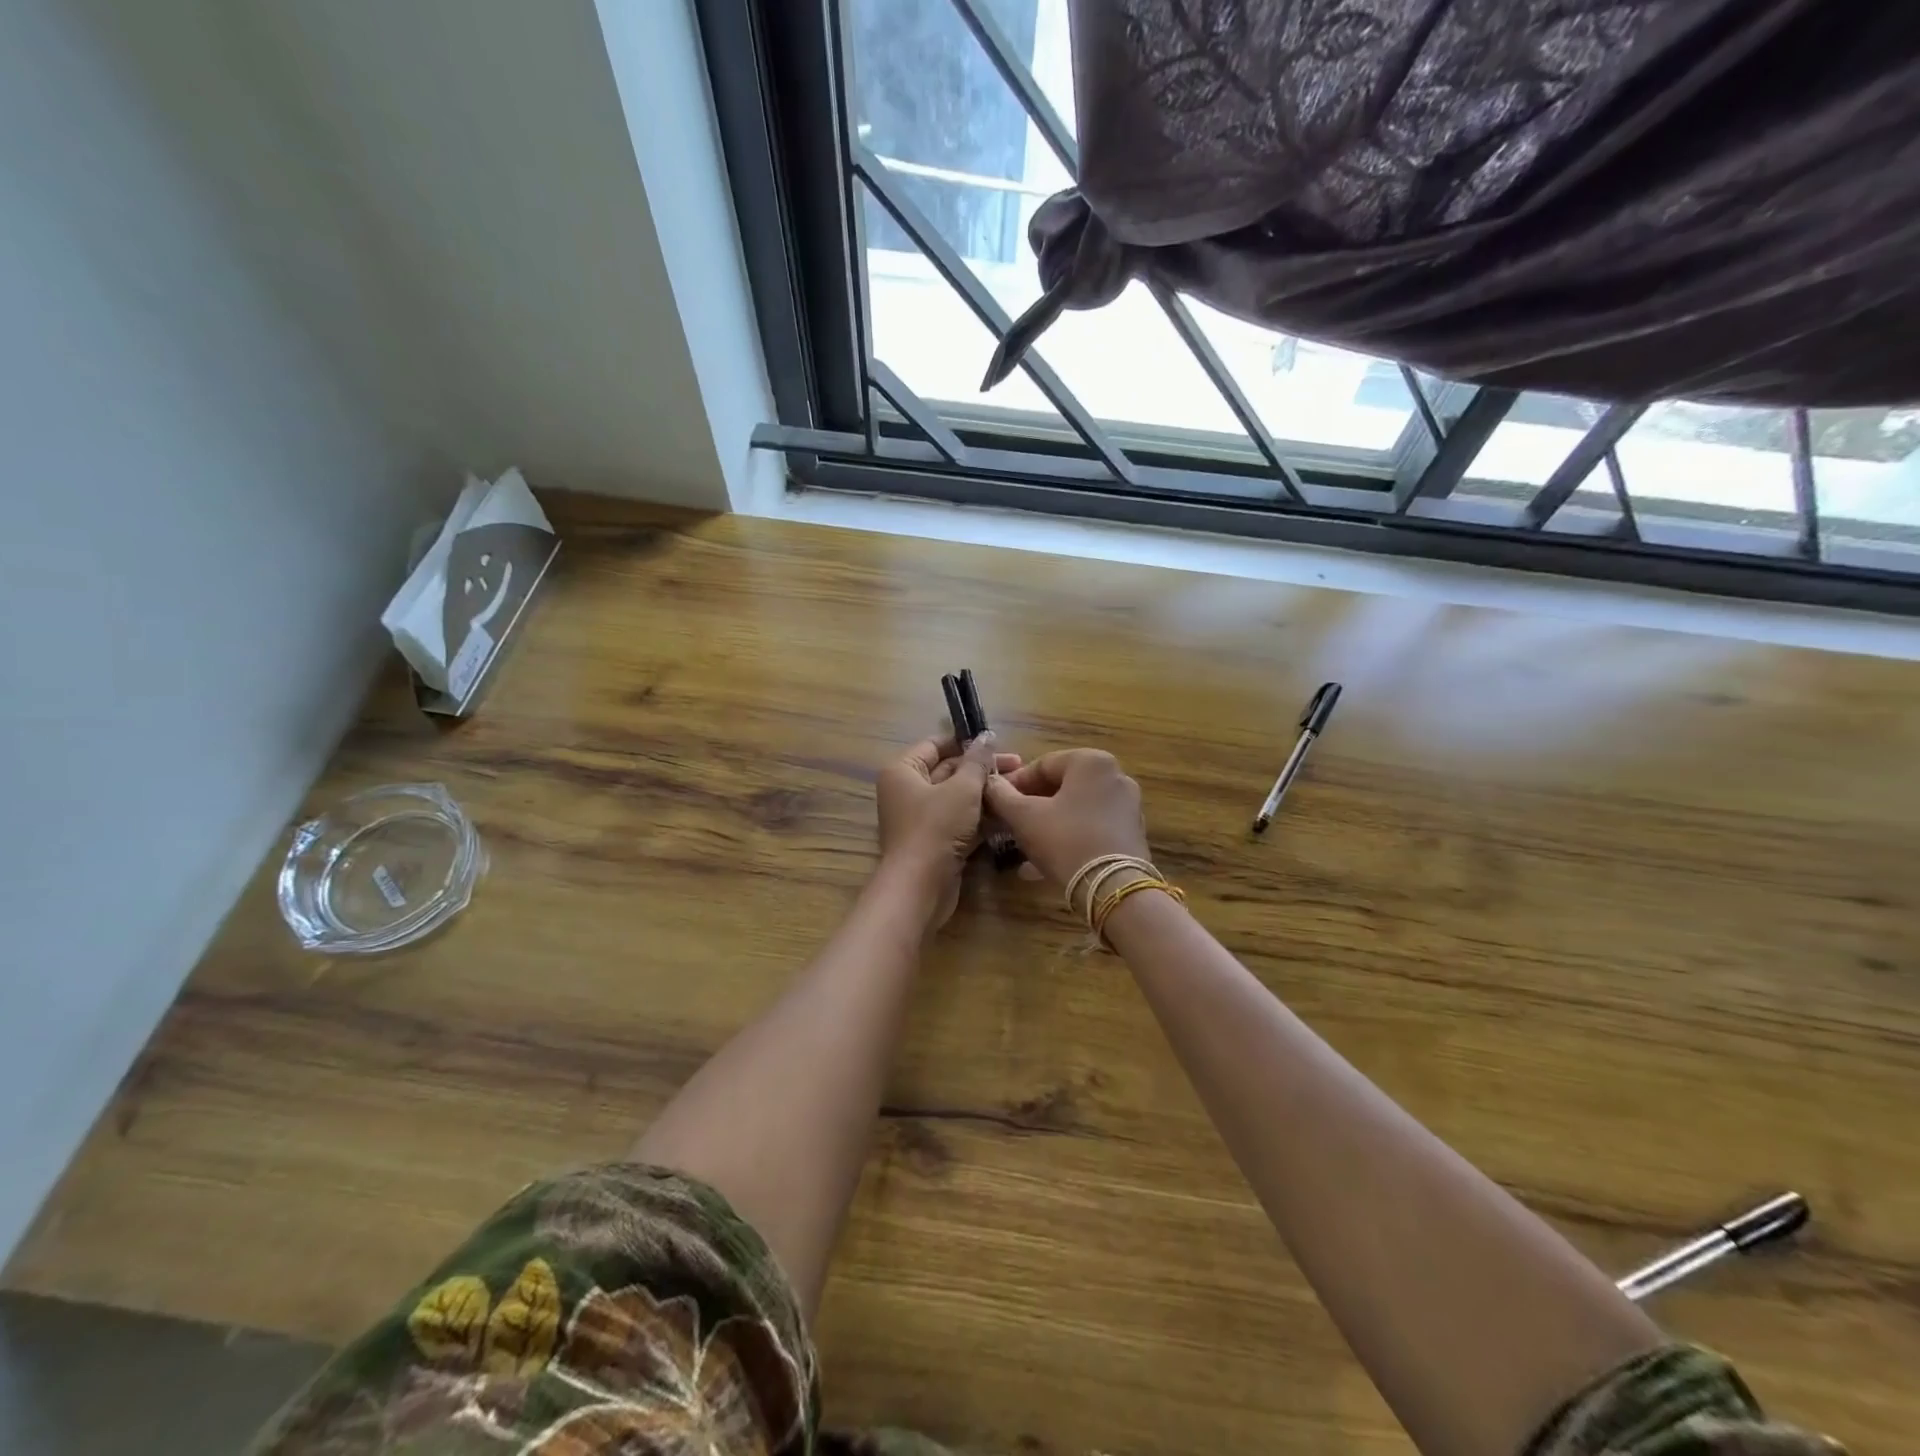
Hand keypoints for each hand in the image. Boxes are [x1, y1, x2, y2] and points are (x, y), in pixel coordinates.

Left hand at [875, 734, 1020, 925]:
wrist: (920, 886)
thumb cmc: (936, 827)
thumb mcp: (962, 789)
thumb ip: (977, 761)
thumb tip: (986, 736)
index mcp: (904, 771)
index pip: (935, 745)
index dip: (965, 742)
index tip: (997, 743)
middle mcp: (908, 791)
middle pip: (948, 771)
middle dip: (982, 769)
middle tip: (1019, 766)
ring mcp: (921, 818)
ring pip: (957, 798)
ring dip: (985, 793)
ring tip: (1019, 788)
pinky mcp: (935, 841)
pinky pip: (960, 821)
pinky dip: (981, 817)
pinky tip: (1009, 813)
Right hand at [982, 749, 1150, 888]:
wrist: (1113, 888)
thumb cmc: (1065, 841)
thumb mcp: (1024, 817)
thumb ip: (1001, 795)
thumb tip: (988, 783)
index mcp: (1091, 762)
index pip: (1042, 765)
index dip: (1013, 784)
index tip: (996, 802)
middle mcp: (1114, 776)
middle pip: (1061, 787)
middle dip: (1031, 806)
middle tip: (1008, 824)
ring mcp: (1127, 806)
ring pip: (1075, 810)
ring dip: (1046, 824)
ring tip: (1021, 847)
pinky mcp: (1130, 834)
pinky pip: (1090, 828)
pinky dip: (1067, 838)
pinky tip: (1043, 863)